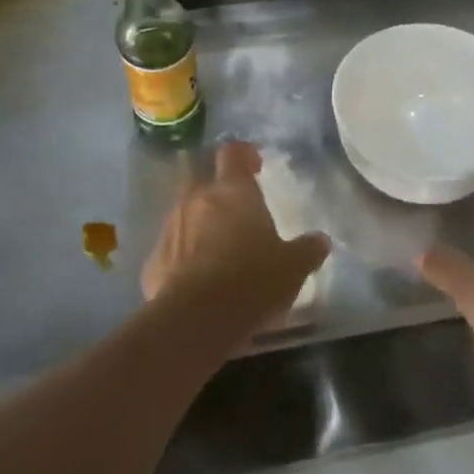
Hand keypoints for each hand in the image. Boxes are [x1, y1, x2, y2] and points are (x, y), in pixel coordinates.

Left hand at [141, 141, 328, 330]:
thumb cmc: (252, 279)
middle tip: (241, 220)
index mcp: (233, 191)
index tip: (255, 167)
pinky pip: (172, 252)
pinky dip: (183, 261)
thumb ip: (308, 249)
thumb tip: (320, 240)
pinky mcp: (152, 262)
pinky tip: (198, 284)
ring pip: (186, 217)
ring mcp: (170, 229)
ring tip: (220, 255)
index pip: (233, 153)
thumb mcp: (293, 267)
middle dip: (221, 197)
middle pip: (207, 185)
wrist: (196, 320)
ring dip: (201, 228)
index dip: (244, 155)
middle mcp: (197, 200)